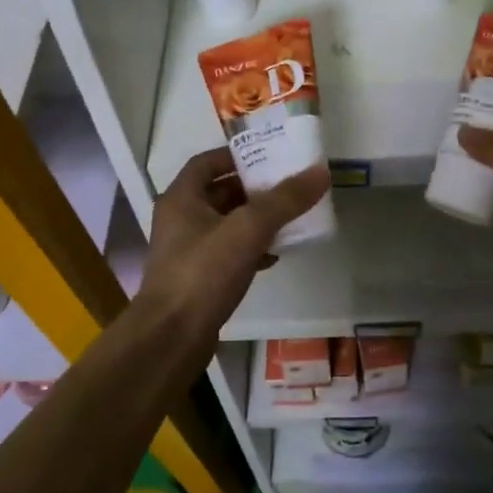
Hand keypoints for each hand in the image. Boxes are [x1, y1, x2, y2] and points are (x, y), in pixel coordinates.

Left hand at [135, 148, 330, 342]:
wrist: (172, 337)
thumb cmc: (203, 273)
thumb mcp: (248, 229)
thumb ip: (284, 200)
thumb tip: (320, 172)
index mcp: (182, 198)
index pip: (208, 162)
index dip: (237, 155)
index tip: (270, 155)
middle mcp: (180, 219)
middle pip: (220, 192)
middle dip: (254, 188)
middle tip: (289, 185)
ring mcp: (187, 251)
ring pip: (227, 224)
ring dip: (256, 219)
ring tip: (290, 217)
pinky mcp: (198, 278)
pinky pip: (229, 253)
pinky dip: (252, 248)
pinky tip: (276, 254)